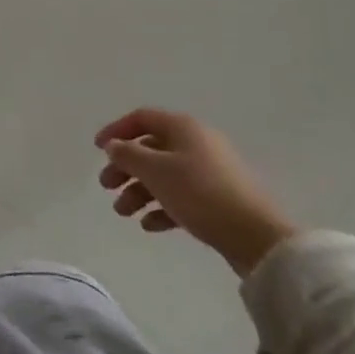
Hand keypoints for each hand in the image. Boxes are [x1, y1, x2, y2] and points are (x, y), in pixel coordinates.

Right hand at [95, 108, 297, 275]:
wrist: (257, 236)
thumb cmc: (200, 193)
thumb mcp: (156, 170)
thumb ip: (129, 155)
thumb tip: (114, 145)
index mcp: (183, 128)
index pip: (142, 118)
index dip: (116, 130)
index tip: (97, 149)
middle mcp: (197, 144)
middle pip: (151, 149)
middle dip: (125, 167)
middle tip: (106, 186)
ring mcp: (210, 172)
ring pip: (164, 175)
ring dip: (139, 191)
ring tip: (124, 213)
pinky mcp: (218, 200)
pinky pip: (181, 197)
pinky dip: (162, 208)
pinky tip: (149, 226)